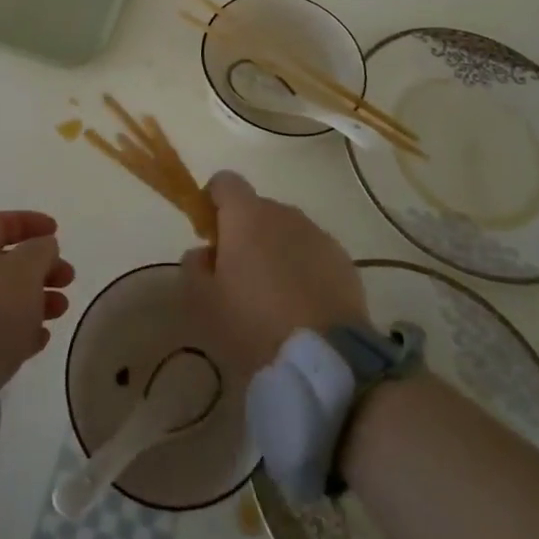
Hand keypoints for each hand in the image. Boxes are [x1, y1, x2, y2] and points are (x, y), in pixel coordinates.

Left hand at [0, 211, 75, 388]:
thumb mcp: (25, 270)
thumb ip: (40, 251)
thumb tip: (42, 247)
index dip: (30, 223)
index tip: (57, 232)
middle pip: (5, 262)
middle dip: (41, 267)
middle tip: (68, 279)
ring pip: (4, 297)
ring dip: (37, 299)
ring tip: (61, 311)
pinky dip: (21, 328)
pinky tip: (41, 339)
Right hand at [180, 171, 367, 376]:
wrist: (324, 357)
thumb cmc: (253, 323)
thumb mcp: (204, 302)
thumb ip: (194, 267)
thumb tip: (202, 253)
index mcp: (246, 215)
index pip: (224, 182)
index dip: (213, 202)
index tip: (209, 235)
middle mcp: (283, 213)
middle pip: (257, 209)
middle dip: (245, 233)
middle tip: (238, 276)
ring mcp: (318, 234)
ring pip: (287, 231)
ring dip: (276, 250)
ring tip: (274, 296)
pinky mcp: (343, 260)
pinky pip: (314, 253)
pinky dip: (304, 269)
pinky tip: (303, 307)